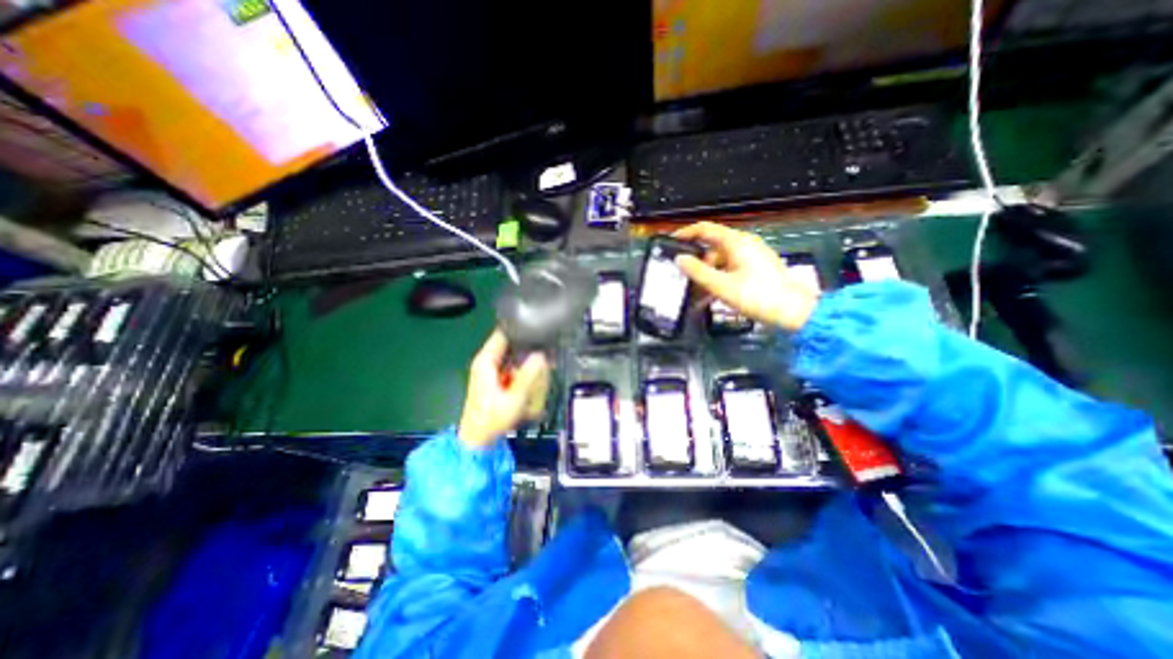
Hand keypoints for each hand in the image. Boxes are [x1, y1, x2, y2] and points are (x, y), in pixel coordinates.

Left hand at [459, 331, 549, 449]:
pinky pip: (515, 371)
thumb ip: (528, 375)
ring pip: (517, 359)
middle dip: (531, 356)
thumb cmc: (491, 420)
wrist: (478, 440)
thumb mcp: (513, 398)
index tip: (539, 333)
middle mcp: (488, 362)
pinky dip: (525, 376)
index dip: (521, 330)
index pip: (503, 333)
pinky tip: (531, 389)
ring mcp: (492, 371)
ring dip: (529, 369)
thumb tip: (541, 356)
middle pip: (514, 347)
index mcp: (486, 361)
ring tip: (537, 383)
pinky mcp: (498, 380)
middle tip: (546, 365)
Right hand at [674, 222, 818, 332]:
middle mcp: (744, 245)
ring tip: (695, 297)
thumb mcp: (722, 285)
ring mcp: (751, 257)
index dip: (686, 233)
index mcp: (736, 242)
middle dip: (696, 265)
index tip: (671, 242)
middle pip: (712, 249)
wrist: (794, 312)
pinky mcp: (756, 269)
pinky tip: (710, 298)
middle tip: (683, 280)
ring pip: (720, 262)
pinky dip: (718, 280)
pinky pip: (730, 270)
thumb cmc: (756, 296)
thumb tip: (679, 259)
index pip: (705, 229)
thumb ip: (698, 271)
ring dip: (706, 277)